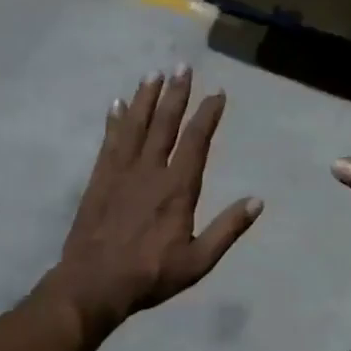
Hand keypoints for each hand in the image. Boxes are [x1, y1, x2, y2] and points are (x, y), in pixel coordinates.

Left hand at [52, 69, 261, 332]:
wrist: (93, 284)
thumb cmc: (150, 274)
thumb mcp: (198, 261)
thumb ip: (227, 229)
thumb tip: (257, 201)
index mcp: (177, 188)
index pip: (196, 141)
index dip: (207, 115)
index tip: (217, 93)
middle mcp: (149, 171)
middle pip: (164, 123)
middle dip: (176, 94)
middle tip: (182, 66)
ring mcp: (120, 172)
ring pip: (135, 125)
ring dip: (145, 98)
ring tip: (153, 73)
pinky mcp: (99, 179)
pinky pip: (109, 141)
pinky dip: (115, 120)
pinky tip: (117, 104)